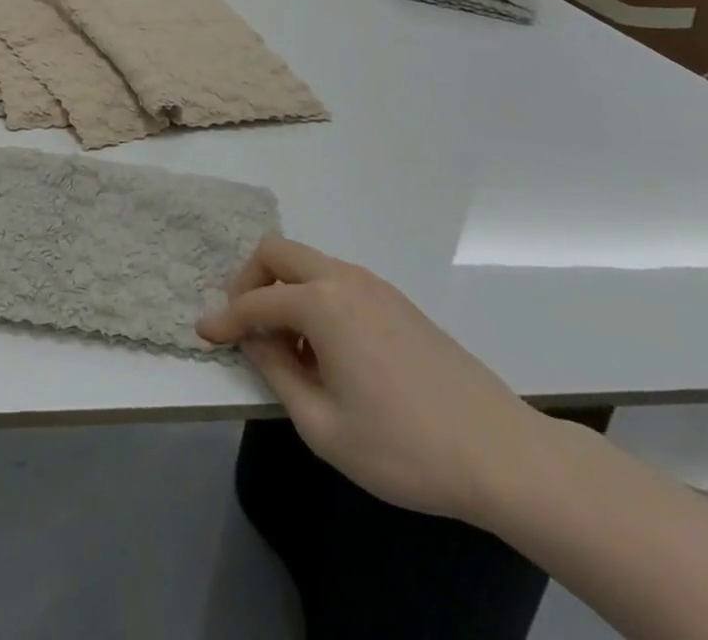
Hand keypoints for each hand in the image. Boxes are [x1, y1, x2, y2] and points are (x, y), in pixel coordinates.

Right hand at [197, 236, 554, 522]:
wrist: (504, 455)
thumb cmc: (404, 448)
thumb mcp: (323, 427)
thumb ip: (277, 374)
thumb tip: (256, 343)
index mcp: (321, 304)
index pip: (255, 303)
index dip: (224, 319)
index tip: (203, 334)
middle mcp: (343, 279)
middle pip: (277, 253)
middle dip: (249, 281)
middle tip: (245, 324)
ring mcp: (374, 286)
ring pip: (308, 263)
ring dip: (284, 290)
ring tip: (289, 347)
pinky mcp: (397, 301)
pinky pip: (338, 280)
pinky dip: (315, 298)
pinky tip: (328, 350)